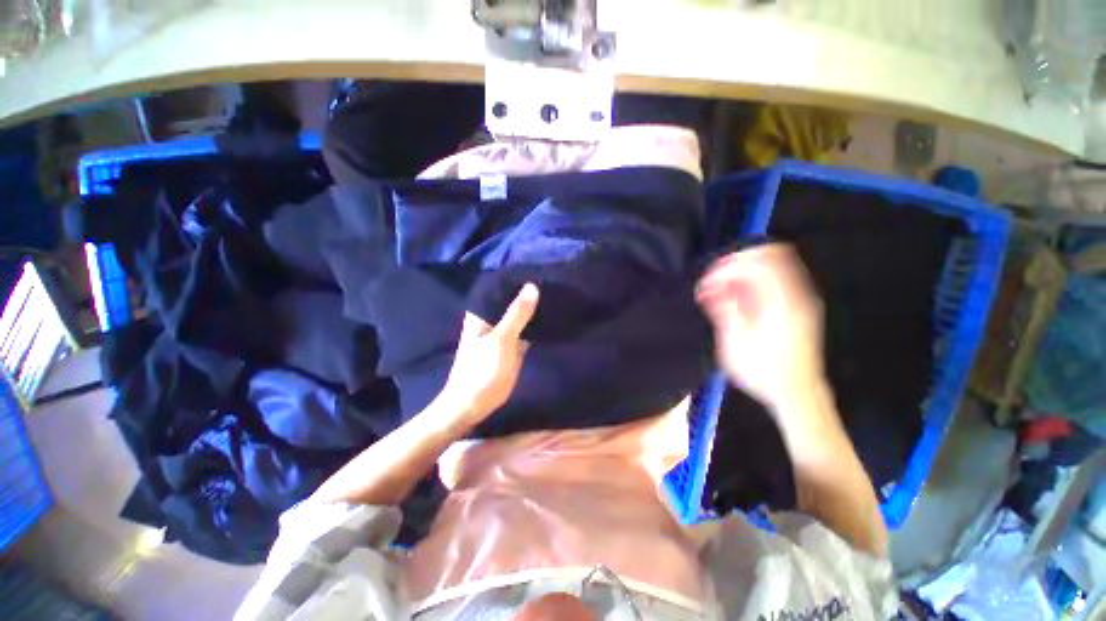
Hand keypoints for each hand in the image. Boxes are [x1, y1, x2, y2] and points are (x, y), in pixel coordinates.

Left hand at [441, 283, 539, 422]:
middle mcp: (492, 319)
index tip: (538, 269)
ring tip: (556, 293)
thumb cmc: (481, 369)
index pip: (500, 288)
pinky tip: (552, 316)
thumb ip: (517, 313)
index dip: (517, 278)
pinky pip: (526, 330)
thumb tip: (532, 286)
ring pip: (520, 316)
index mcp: (482, 313)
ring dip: (534, 309)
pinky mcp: (513, 346)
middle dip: (529, 293)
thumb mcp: (501, 339)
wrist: (475, 403)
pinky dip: (536, 325)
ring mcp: (504, 333)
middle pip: (512, 302)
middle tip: (552, 280)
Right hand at [695, 244, 825, 412]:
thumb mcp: (736, 343)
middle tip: (715, 281)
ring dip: (744, 273)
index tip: (708, 281)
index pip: (757, 263)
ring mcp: (802, 300)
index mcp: (781, 303)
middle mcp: (796, 295)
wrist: (797, 394)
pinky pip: (777, 280)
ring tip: (722, 291)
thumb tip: (710, 288)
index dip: (728, 266)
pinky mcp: (800, 308)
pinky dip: (754, 282)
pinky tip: (738, 300)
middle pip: (770, 256)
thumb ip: (725, 309)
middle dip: (736, 264)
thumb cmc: (763, 372)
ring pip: (774, 265)